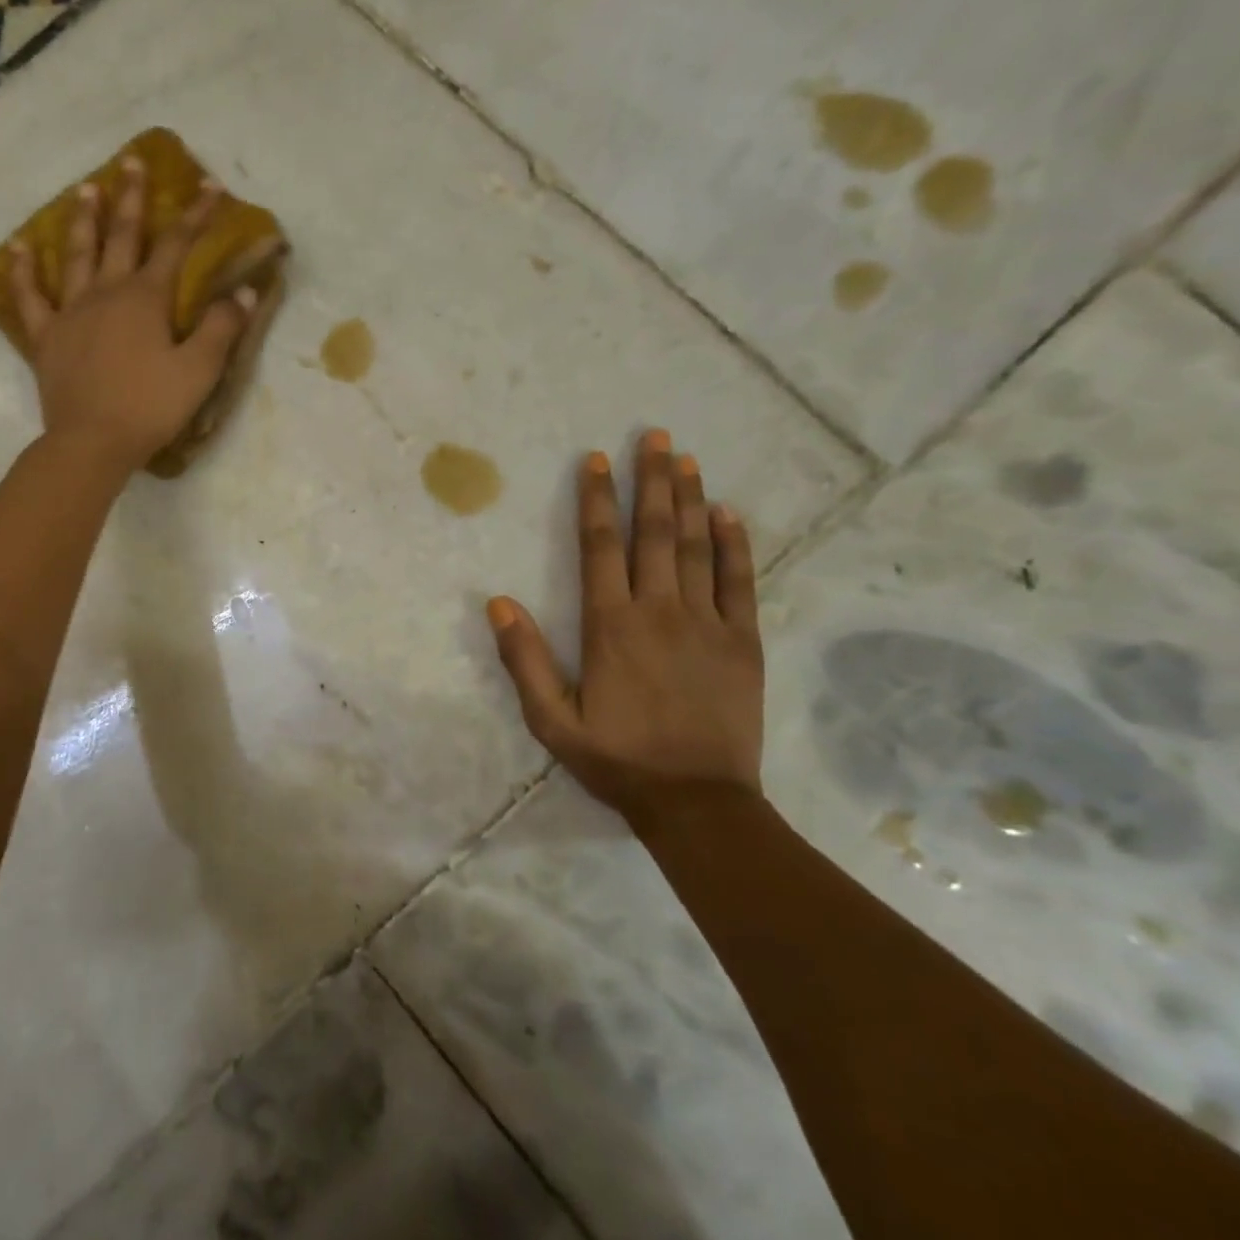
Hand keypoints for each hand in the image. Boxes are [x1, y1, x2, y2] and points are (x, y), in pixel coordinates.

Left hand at [8, 156, 253, 475]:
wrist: (92, 442)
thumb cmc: (150, 407)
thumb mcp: (198, 371)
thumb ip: (221, 328)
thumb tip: (245, 292)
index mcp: (146, 298)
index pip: (177, 245)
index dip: (195, 214)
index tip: (209, 185)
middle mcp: (107, 292)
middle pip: (122, 236)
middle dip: (132, 199)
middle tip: (133, 162)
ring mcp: (71, 312)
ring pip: (76, 255)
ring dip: (83, 220)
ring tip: (86, 189)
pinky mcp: (48, 337)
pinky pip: (30, 297)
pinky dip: (23, 271)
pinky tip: (18, 248)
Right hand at [487, 430, 764, 820]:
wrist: (697, 802)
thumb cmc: (617, 758)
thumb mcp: (551, 720)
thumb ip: (523, 660)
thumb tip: (497, 603)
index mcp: (610, 625)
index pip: (600, 546)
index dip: (598, 499)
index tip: (598, 460)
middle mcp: (659, 611)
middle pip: (654, 532)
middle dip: (652, 480)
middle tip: (656, 436)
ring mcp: (706, 623)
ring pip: (698, 547)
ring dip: (691, 499)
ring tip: (686, 459)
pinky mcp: (742, 641)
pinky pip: (740, 581)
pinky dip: (735, 544)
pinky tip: (729, 513)